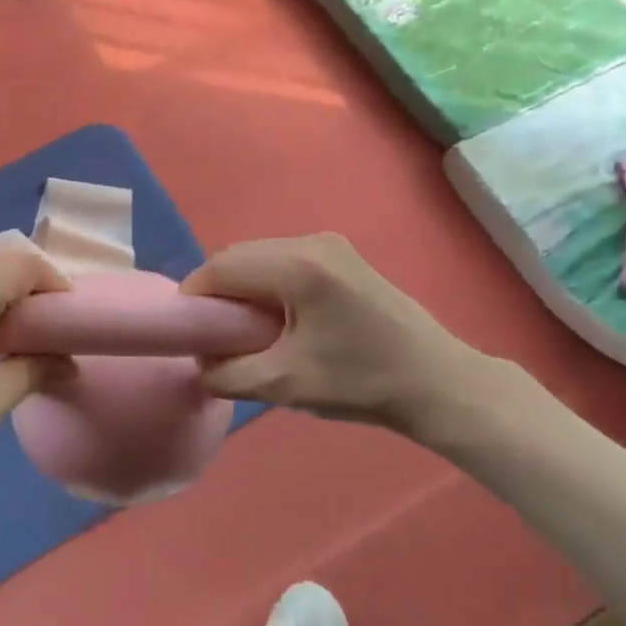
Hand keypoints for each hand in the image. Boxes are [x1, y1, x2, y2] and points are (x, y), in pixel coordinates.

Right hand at [180, 233, 498, 442]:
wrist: (438, 382)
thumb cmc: (362, 383)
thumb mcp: (285, 384)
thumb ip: (228, 373)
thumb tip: (199, 362)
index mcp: (297, 266)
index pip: (221, 267)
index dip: (195, 296)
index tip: (187, 331)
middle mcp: (310, 241)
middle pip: (239, 256)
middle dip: (217, 291)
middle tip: (212, 333)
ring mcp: (329, 244)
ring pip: (261, 256)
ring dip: (242, 287)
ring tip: (243, 329)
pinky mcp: (341, 256)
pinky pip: (284, 260)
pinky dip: (267, 283)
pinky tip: (276, 318)